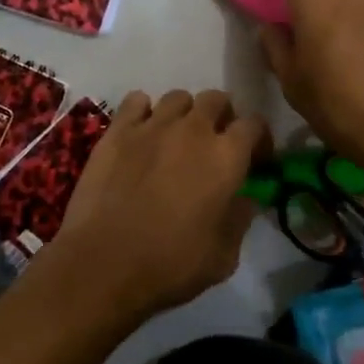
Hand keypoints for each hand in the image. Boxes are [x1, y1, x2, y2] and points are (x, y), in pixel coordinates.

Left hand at [52, 89, 268, 318]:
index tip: (255, 160)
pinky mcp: (117, 131)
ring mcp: (152, 125)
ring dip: (184, 114)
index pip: (255, 124)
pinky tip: (141, 134)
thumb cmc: (171, 265)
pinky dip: (144, 111)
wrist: (103, 264)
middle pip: (217, 99)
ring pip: (178, 97)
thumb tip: (246, 199)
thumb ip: (240, 219)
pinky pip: (136, 101)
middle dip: (222, 117)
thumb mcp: (224, 256)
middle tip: (215, 145)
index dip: (259, 140)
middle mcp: (194, 130)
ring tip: (176, 139)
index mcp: (227, 157)